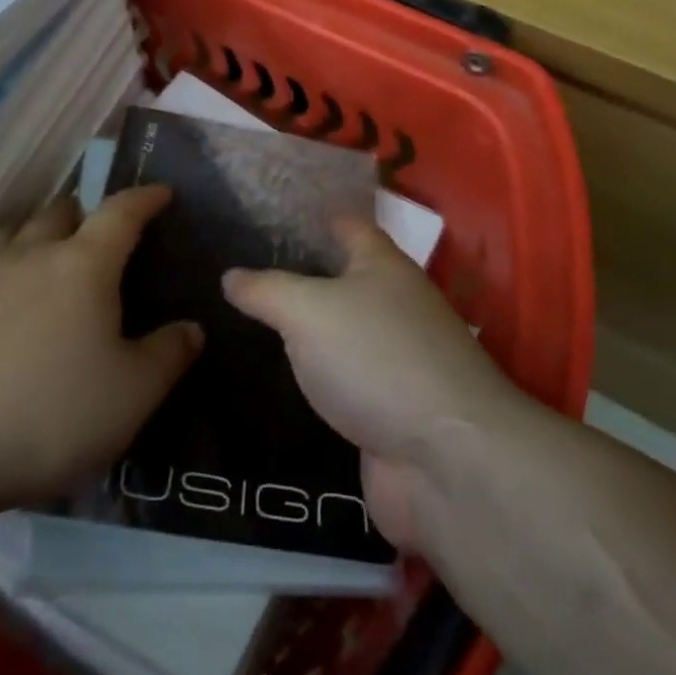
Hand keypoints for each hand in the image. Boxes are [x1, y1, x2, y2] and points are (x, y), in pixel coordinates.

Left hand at [0, 187, 202, 513]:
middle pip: (64, 210)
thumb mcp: (134, 393)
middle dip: (91, 211)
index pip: (120, 212)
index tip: (163, 193)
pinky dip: (13, 253)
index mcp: (84, 264)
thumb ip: (168, 354)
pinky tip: (16, 286)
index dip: (144, 198)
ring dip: (46, 227)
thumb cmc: (54, 412)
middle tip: (110, 237)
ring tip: (59, 250)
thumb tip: (190, 328)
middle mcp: (36, 255)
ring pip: (22, 227)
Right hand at [224, 219, 523, 553]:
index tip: (265, 214)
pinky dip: (312, 377)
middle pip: (341, 279)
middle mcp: (393, 305)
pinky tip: (274, 378)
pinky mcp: (387, 408)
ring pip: (339, 332)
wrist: (444, 460)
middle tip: (239, 270)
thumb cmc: (376, 358)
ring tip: (245, 321)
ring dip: (303, 330)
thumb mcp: (308, 310)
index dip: (311, 216)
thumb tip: (230, 275)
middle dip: (298, 274)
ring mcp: (393, 359)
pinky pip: (341, 380)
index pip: (346, 224)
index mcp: (382, 265)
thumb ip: (266, 290)